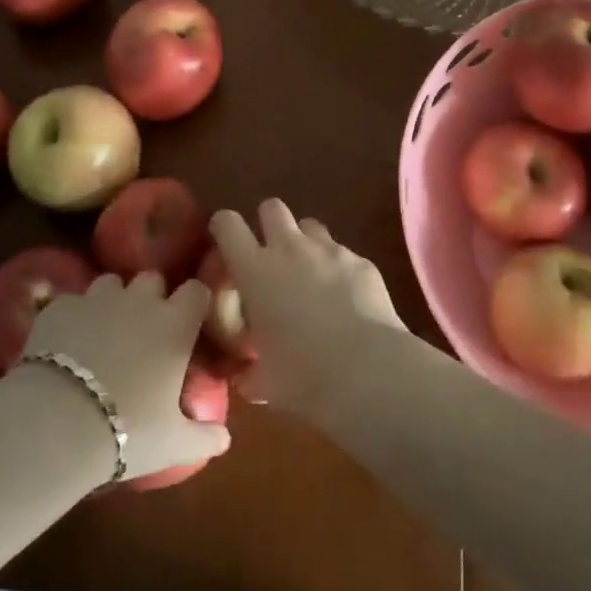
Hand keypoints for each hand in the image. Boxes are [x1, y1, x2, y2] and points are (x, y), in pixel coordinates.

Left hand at [18, 271, 230, 483]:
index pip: (196, 290)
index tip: (190, 321)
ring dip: (113, 300)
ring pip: (111, 282)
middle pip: (153, 279)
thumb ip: (203, 437)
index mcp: (175, 325)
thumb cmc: (127, 430)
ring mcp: (98, 299)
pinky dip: (74, 317)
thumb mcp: (173, 444)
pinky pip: (73, 301)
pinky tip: (66, 343)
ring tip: (104, 332)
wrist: (56, 423)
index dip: (193, 302)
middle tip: (145, 330)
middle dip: (151, 297)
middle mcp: (140, 301)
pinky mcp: (60, 306)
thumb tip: (224, 439)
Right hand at [209, 199, 408, 417]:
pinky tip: (346, 298)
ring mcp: (329, 250)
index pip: (227, 224)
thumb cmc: (302, 375)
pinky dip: (339, 268)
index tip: (224, 240)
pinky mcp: (362, 261)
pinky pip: (343, 252)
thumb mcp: (265, 382)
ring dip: (304, 242)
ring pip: (310, 225)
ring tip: (309, 273)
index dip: (223, 227)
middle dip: (268, 223)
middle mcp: (290, 249)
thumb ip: (251, 374)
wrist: (367, 370)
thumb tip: (247, 380)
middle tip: (270, 255)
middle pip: (272, 208)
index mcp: (255, 270)